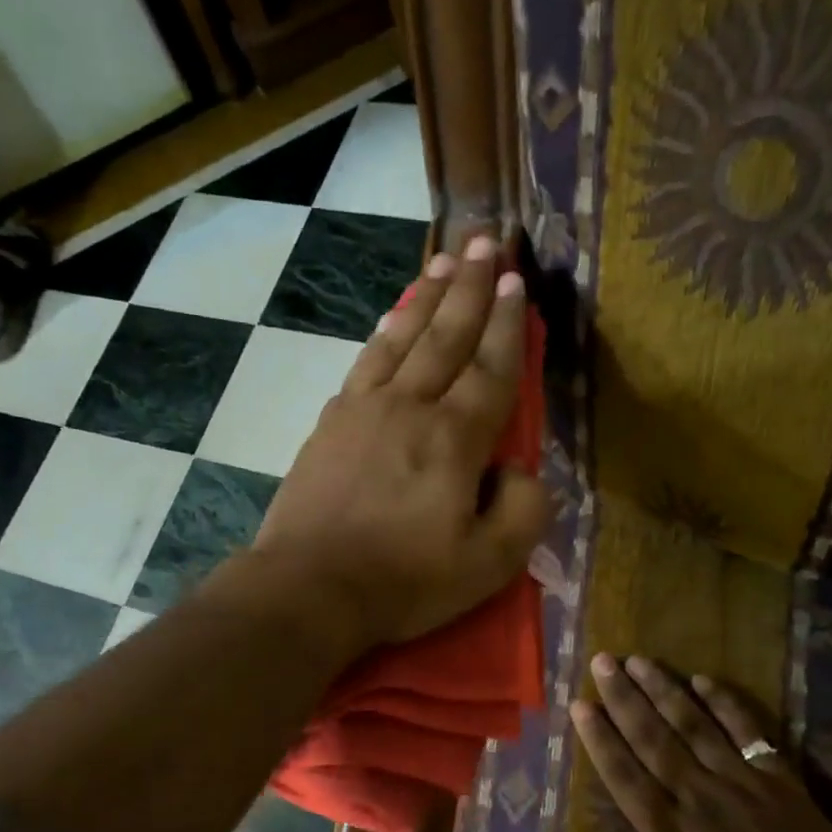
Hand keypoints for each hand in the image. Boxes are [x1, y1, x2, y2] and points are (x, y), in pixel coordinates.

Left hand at [252, 236, 549, 648]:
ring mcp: (362, 411)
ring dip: (425, 299)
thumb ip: (522, 509)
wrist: (308, 588)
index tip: (518, 283)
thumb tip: (518, 469)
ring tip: (441, 263)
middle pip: (446, 337)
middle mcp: (410, 407)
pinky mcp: (328, 425)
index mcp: (454, 438)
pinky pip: (364, 364)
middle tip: (486, 243)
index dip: (509, 326)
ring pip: (401, 340)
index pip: (491, 370)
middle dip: (470, 289)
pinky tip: (390, 326)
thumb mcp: (488, 563)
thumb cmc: (403, 581)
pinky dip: (383, 336)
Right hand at [553, 656, 831, 831]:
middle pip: (653, 738)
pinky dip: (726, 704)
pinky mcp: (778, 778)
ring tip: (638, 660)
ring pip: (693, 725)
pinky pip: (747, 732)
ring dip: (664, 690)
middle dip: (624, 698)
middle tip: (603, 662)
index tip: (580, 705)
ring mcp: (739, 782)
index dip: (599, 738)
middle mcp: (696, 796)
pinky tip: (703, 679)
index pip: (624, 775)